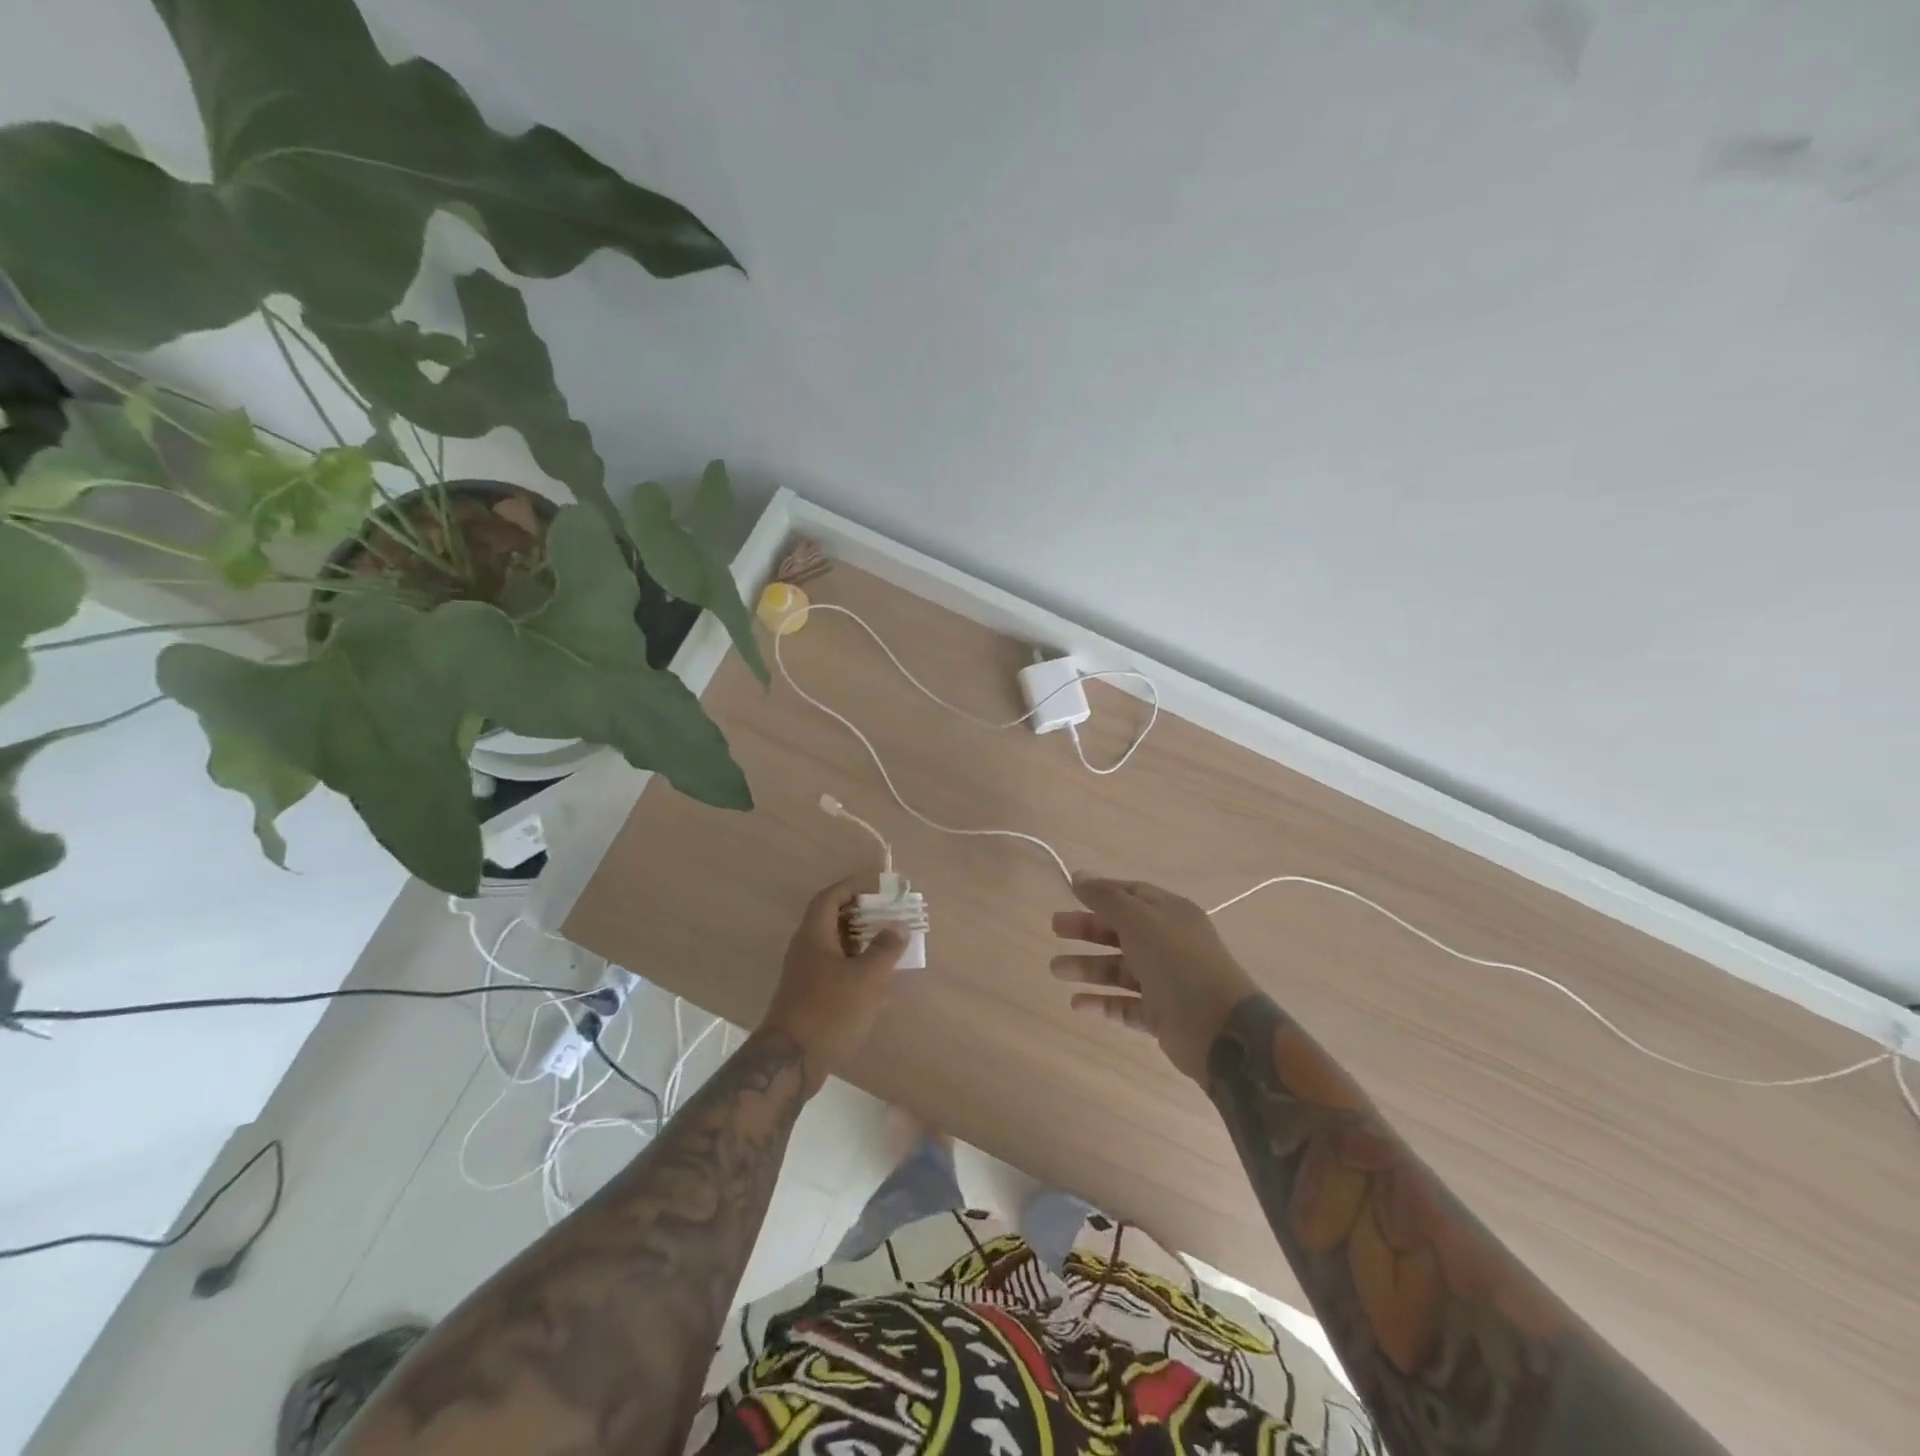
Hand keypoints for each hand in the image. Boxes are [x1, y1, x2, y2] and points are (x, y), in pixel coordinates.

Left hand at [759, 876, 907, 1089]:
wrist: (790, 1061)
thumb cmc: (830, 1010)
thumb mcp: (867, 977)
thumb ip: (885, 949)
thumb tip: (898, 927)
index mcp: (814, 935)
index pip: (830, 897)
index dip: (852, 886)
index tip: (876, 886)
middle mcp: (805, 949)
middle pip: (831, 920)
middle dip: (860, 914)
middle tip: (887, 914)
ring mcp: (804, 975)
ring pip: (834, 947)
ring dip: (860, 943)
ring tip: (888, 946)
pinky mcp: (808, 997)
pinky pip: (834, 970)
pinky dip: (855, 968)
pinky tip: (877, 985)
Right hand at [1051, 876, 1257, 1081]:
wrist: (1220, 1028)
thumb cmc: (1177, 962)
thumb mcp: (1139, 920)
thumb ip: (1106, 898)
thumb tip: (1079, 875)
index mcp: (1170, 913)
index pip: (1131, 894)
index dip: (1101, 893)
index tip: (1069, 895)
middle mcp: (1168, 943)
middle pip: (1121, 931)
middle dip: (1087, 929)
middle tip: (1055, 929)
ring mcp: (1165, 980)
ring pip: (1119, 969)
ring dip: (1087, 967)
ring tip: (1056, 969)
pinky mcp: (1161, 1014)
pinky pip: (1125, 1004)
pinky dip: (1102, 1001)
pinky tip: (1077, 1003)